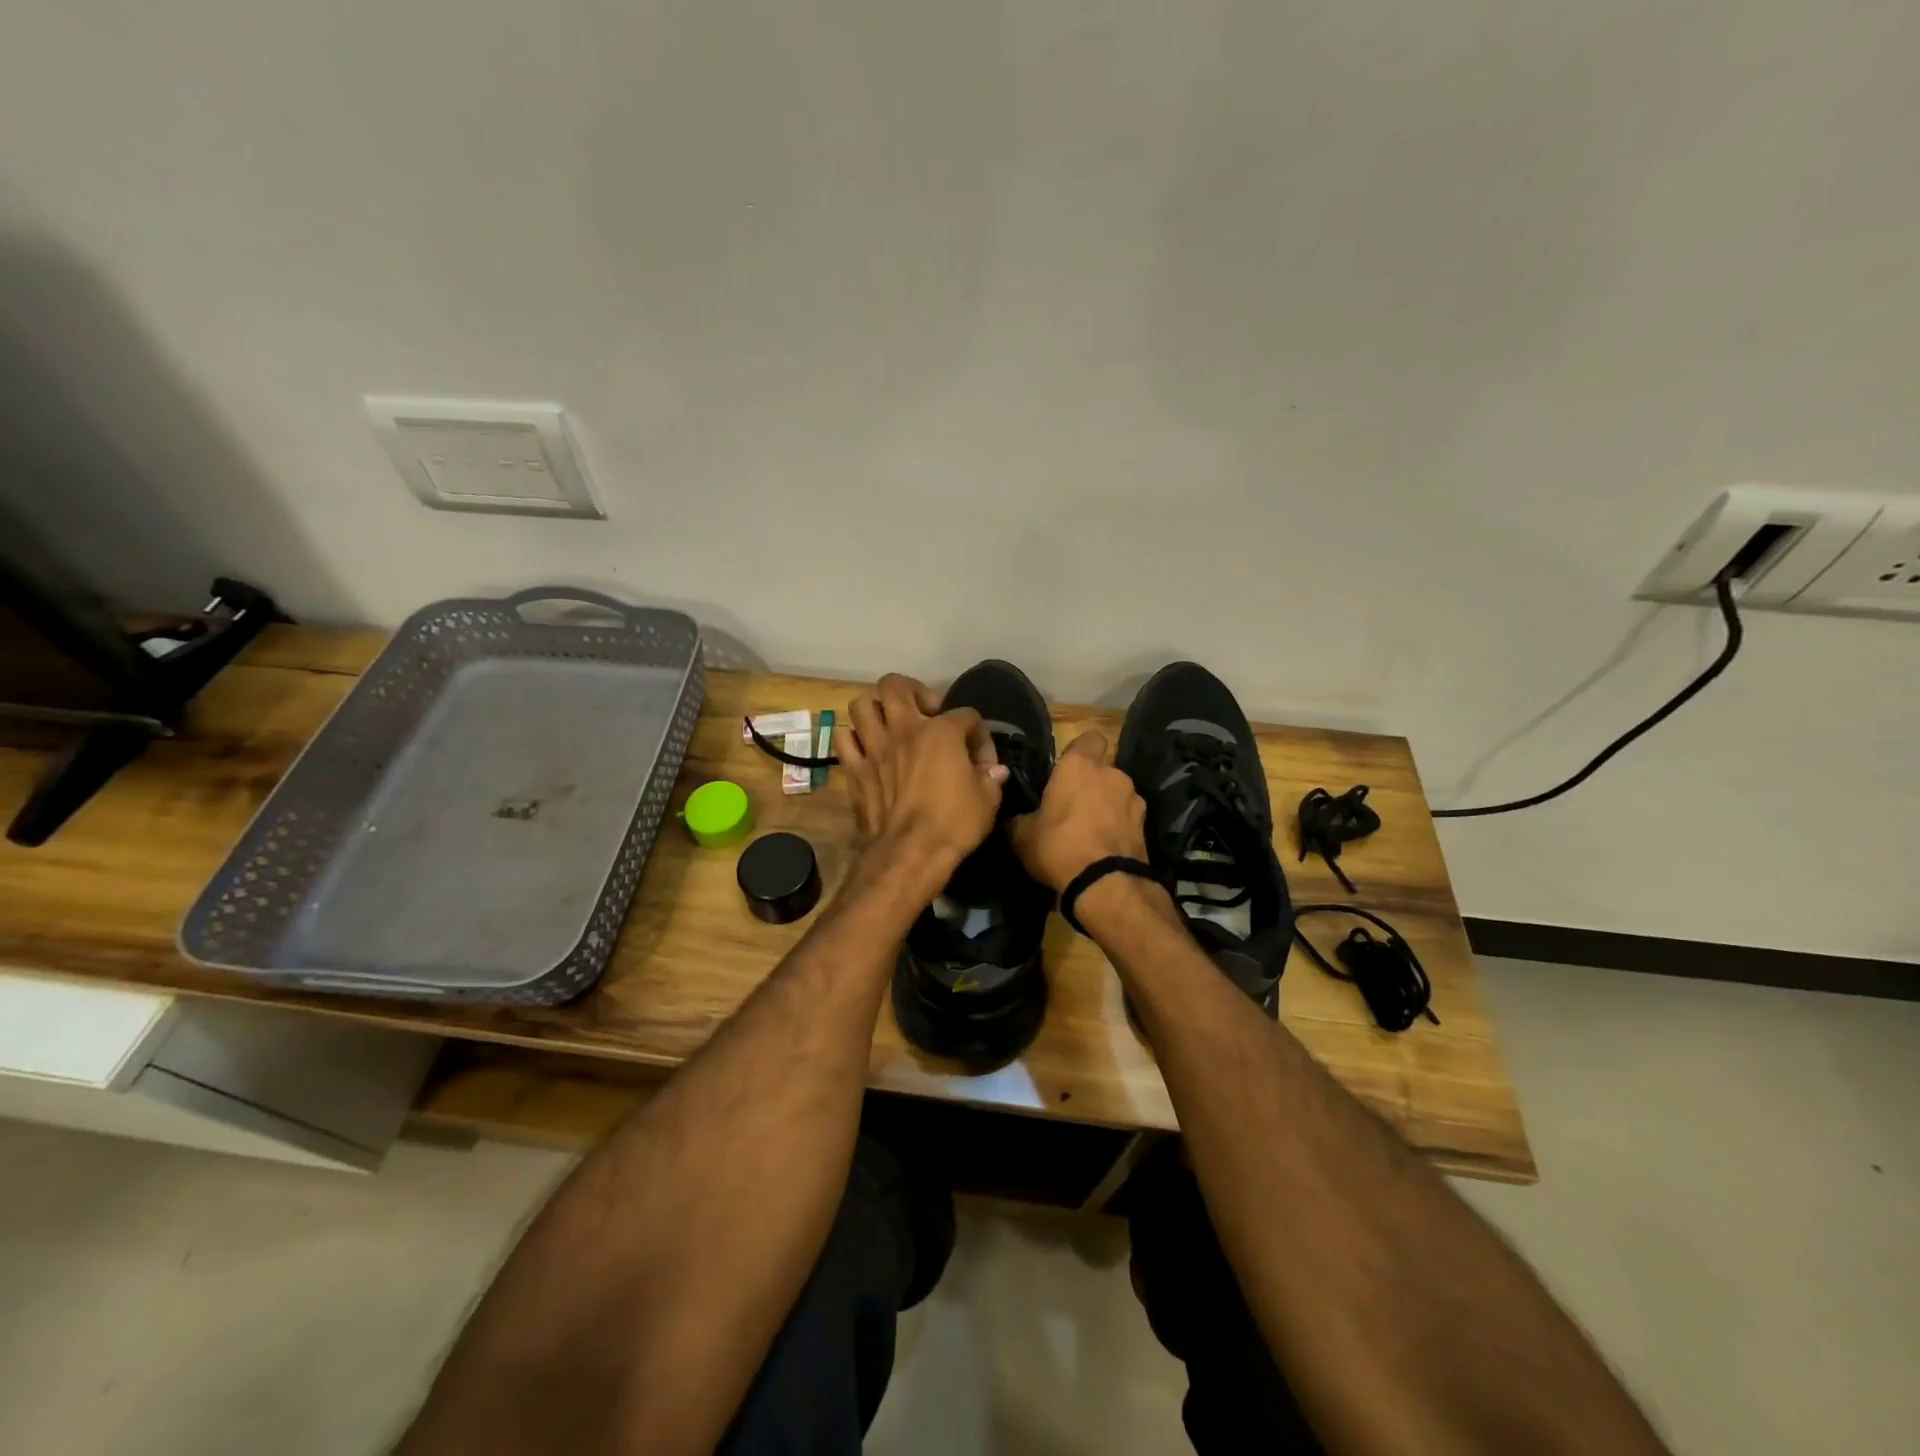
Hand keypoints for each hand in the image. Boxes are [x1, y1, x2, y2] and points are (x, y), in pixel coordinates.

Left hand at [840, 674, 1007, 868]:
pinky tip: (868, 750)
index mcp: (941, 731)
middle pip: (895, 685)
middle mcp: (904, 729)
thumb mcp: (987, 801)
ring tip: (891, 725)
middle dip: (911, 691)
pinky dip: (854, 739)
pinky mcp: (854, 769)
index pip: (966, 715)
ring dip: (876, 710)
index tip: (983, 761)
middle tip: (924, 712)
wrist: (909, 853)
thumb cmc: (954, 824)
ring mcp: (874, 747)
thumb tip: (995, 770)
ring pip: (862, 705)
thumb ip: (990, 778)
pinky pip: (845, 739)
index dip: (979, 735)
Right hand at [1009, 731, 1149, 892]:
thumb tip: (1015, 818)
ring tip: (1090, 833)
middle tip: (1072, 809)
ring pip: (1117, 795)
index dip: (1080, 751)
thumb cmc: (1059, 846)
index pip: (1089, 738)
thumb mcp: (1022, 836)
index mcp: (1079, 766)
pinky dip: (1118, 828)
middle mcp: (1112, 774)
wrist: (1106, 885)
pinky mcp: (1146, 826)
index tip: (1066, 769)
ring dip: (1106, 807)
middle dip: (1091, 785)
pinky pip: (1127, 819)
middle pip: (1102, 771)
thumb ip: (1020, 819)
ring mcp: (1134, 800)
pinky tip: (1104, 849)